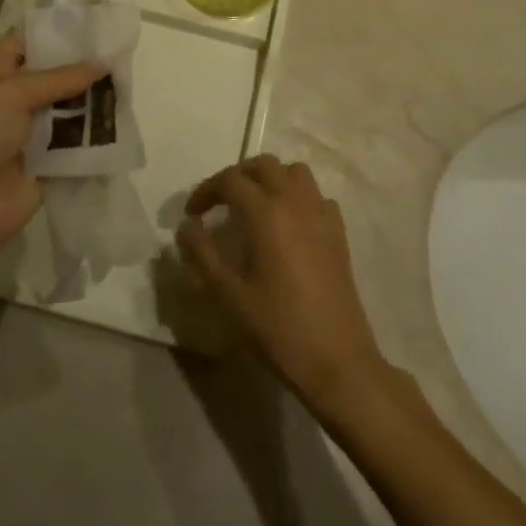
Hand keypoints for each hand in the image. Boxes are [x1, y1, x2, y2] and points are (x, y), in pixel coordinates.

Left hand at [0, 33, 103, 266]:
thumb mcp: (9, 94)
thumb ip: (58, 78)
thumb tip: (102, 63)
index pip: (25, 42)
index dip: (56, 30)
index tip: (94, 21)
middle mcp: (12, 101)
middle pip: (54, 76)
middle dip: (84, 66)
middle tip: (122, 51)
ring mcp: (31, 135)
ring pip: (70, 109)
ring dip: (95, 100)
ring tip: (131, 82)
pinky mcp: (49, 166)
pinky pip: (78, 145)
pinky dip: (98, 136)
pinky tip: (126, 120)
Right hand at [177, 155, 389, 410]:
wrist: (337, 360)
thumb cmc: (278, 328)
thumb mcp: (229, 295)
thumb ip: (202, 255)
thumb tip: (186, 227)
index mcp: (266, 213)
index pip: (230, 180)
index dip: (206, 191)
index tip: (192, 214)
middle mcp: (296, 203)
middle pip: (264, 165)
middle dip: (237, 176)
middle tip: (220, 203)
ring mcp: (321, 215)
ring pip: (295, 173)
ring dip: (271, 179)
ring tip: (254, 206)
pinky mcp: (339, 233)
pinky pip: (316, 196)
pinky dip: (298, 198)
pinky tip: (288, 225)